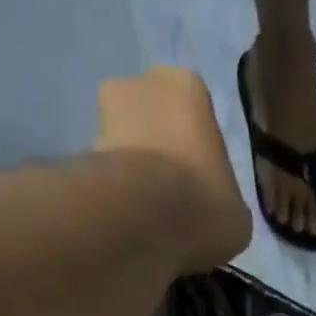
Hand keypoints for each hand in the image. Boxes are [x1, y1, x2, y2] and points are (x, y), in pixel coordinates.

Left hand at [96, 67, 250, 272]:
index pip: (196, 115)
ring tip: (147, 223)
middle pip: (153, 122)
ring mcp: (103, 117)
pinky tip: (127, 230)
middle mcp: (140, 85)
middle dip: (159, 156)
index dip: (199, 156)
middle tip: (171, 204)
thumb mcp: (235, 216)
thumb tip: (213, 217)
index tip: (200, 191)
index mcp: (187, 86)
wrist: (142, 221)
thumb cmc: (202, 206)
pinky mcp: (80, 155)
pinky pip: (104, 178)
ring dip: (133, 179)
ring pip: (125, 148)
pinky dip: (114, 200)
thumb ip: (224, 205)